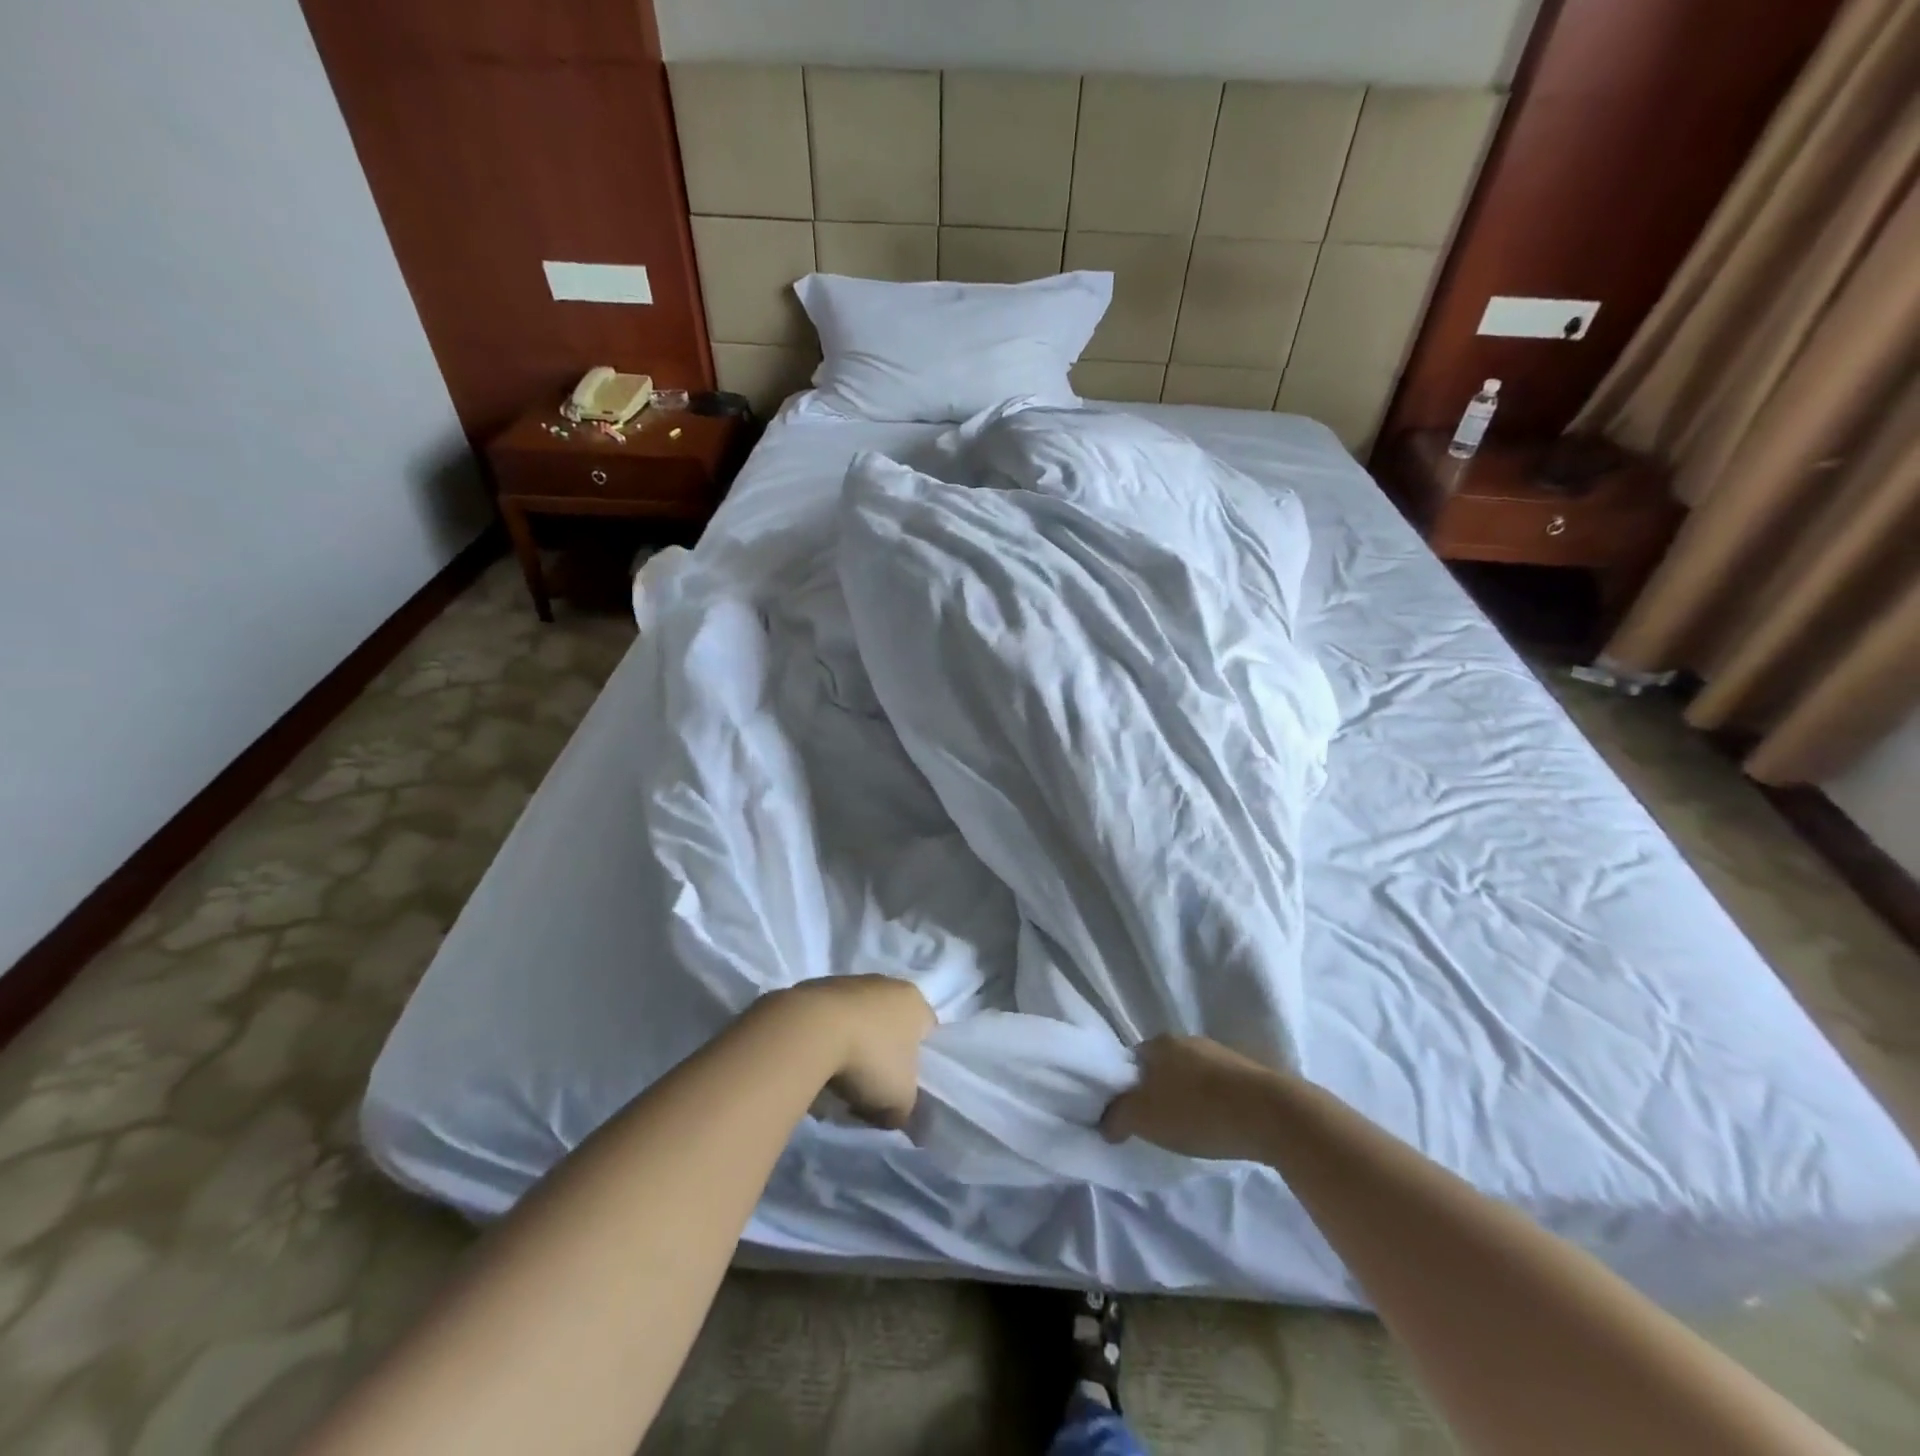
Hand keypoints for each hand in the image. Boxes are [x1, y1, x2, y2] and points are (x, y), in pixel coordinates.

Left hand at [775, 976, 934, 1129]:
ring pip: (859, 1017)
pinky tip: (817, 1058)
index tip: (902, 1083)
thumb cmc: (869, 1060)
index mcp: (915, 1002)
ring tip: (837, 1075)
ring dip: (852, 1041)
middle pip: (891, 1022)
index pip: (926, 1030)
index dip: (918, 1058)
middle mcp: (886, 983)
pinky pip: (829, 1017)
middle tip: (870, 1083)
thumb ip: (905, 1107)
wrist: (809, 1031)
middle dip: (882, 1050)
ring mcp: (849, 981)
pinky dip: (826, 1035)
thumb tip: (894, 1114)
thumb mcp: (900, 1100)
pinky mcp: (815, 986)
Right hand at [1100, 1035, 1273, 1161]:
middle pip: (1160, 1068)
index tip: (1127, 1115)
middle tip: (1155, 1126)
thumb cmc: (1198, 1111)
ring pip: (1190, 1077)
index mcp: (1159, 1043)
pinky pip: (1217, 1089)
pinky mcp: (1247, 1074)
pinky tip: (1216, 1127)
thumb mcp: (1143, 1118)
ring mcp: (1220, 1054)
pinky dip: (1211, 1106)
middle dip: (1155, 1093)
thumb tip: (1106, 1121)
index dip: (1124, 1088)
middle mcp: (1187, 1040)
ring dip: (1185, 1099)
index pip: (1130, 1061)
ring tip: (1188, 1131)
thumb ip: (1116, 1117)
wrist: (1272, 1115)